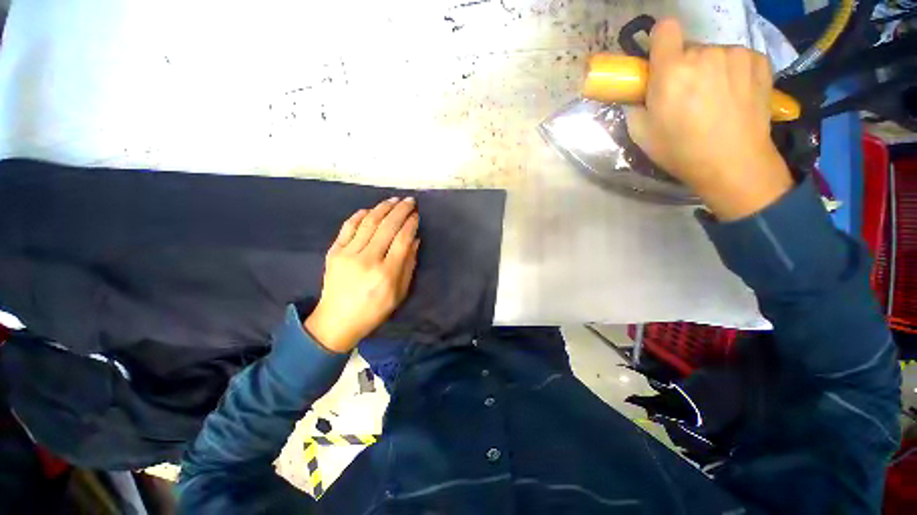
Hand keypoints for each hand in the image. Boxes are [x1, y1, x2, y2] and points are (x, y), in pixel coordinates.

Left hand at [305, 197, 419, 352]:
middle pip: (387, 227)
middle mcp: (368, 260)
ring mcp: (348, 254)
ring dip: (383, 208)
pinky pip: (348, 227)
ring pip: (368, 222)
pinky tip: (370, 209)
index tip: (417, 214)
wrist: (337, 320)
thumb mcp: (400, 293)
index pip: (402, 239)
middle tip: (410, 201)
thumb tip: (415, 240)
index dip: (411, 224)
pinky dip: (360, 215)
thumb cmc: (374, 310)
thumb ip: (409, 265)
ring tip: (393, 200)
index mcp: (387, 273)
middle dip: (401, 210)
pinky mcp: (334, 252)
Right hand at [625, 18, 792, 220]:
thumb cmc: (681, 151)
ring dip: (709, 69)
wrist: (733, 163)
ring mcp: (736, 54)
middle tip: (687, 95)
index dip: (660, 42)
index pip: (664, 29)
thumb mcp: (642, 134)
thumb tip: (638, 94)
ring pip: (713, 53)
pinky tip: (734, 95)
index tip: (660, 61)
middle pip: (689, 48)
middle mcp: (704, 53)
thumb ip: (635, 106)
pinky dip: (731, 71)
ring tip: (714, 98)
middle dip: (683, 66)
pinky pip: (736, 58)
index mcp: (671, 71)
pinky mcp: (759, 60)